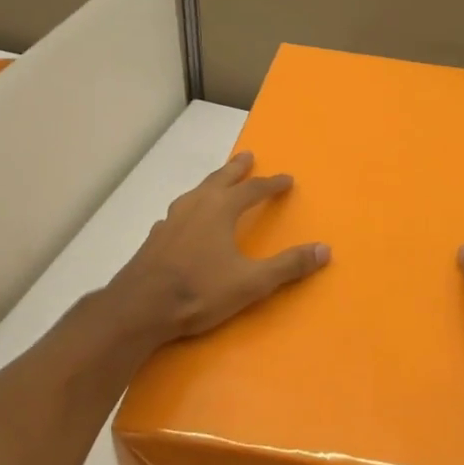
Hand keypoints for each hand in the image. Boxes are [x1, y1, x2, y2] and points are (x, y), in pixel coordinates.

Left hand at [110, 152, 329, 348]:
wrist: (138, 308)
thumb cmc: (199, 290)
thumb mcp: (251, 282)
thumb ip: (288, 265)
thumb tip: (325, 249)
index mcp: (221, 209)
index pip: (253, 189)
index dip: (271, 184)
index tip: (286, 179)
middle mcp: (196, 206)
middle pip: (220, 179)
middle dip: (237, 168)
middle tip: (247, 156)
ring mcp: (171, 220)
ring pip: (196, 192)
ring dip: (211, 184)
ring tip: (217, 183)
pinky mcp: (155, 238)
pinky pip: (178, 213)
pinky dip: (190, 208)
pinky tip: (185, 220)